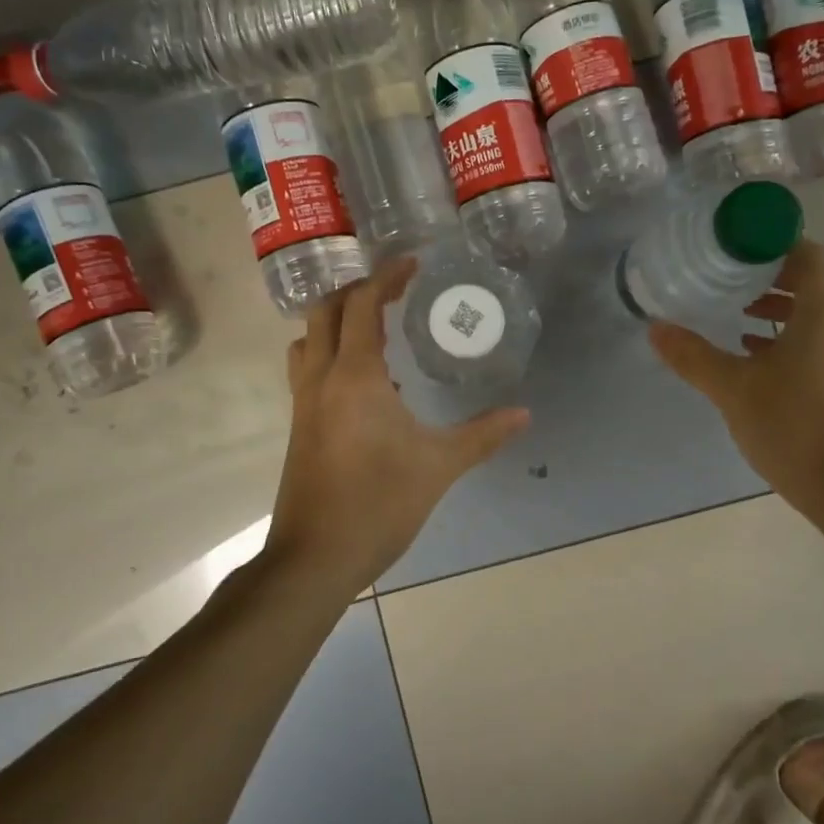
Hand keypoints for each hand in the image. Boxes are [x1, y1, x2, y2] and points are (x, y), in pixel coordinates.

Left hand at [268, 257, 529, 593]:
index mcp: (354, 376)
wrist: (315, 558)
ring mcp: (303, 403)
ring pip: (308, 339)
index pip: (363, 305)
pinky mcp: (299, 426)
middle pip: (325, 311)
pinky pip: (309, 370)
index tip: (413, 265)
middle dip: (357, 291)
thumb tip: (524, 414)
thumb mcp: (439, 466)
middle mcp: (320, 379)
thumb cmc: (378, 504)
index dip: (387, 278)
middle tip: (394, 289)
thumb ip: (482, 435)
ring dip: (336, 321)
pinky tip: (367, 382)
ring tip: (375, 326)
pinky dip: (331, 354)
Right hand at [648, 239, 823, 510]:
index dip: (770, 243)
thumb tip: (655, 328)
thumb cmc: (792, 424)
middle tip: (724, 278)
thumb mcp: (732, 387)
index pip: (805, 252)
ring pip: (812, 313)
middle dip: (766, 275)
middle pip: (808, 280)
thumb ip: (692, 354)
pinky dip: (786, 338)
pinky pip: (816, 341)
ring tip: (734, 315)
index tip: (732, 248)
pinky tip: (752, 357)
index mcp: (823, 310)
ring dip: (775, 308)